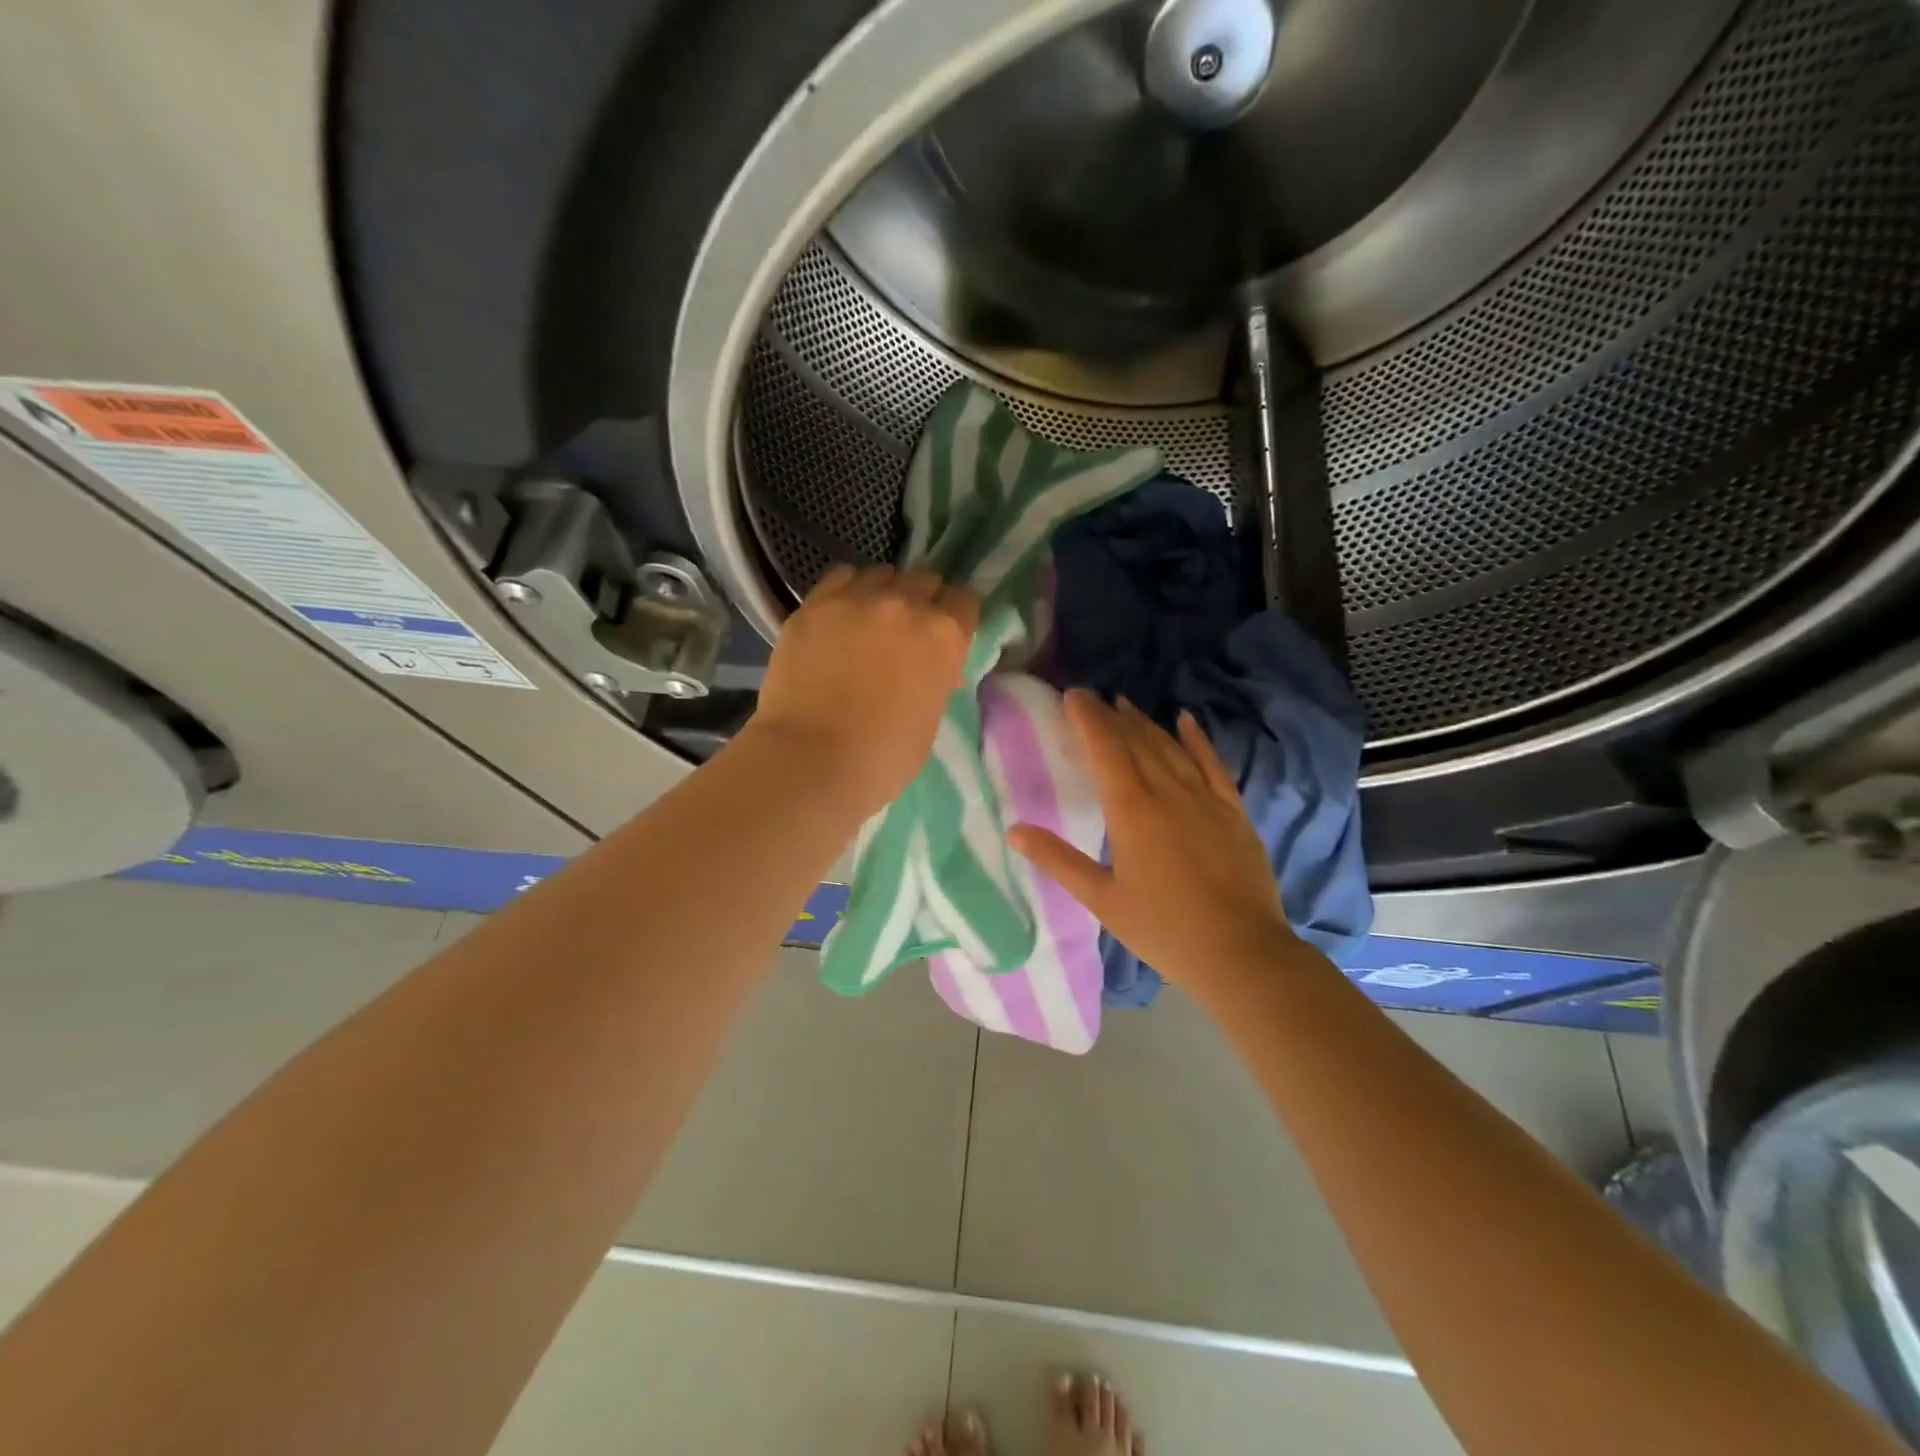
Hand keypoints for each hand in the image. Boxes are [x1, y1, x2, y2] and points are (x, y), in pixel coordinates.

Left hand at [749, 564, 978, 815]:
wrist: (811, 759)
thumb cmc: (883, 757)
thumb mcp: (930, 719)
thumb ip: (937, 680)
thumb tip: (933, 669)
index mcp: (944, 636)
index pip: (965, 600)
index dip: (957, 615)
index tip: (947, 631)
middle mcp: (906, 604)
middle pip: (925, 579)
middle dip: (922, 600)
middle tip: (907, 629)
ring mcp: (857, 599)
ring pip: (882, 574)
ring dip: (884, 592)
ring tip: (870, 619)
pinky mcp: (815, 604)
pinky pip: (840, 577)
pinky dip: (847, 590)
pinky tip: (840, 614)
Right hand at [1009, 691, 1296, 993]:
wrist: (1240, 953)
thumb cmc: (1162, 929)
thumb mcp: (1102, 899)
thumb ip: (1058, 860)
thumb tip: (1014, 830)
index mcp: (1132, 811)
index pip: (1106, 751)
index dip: (1088, 720)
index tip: (1074, 695)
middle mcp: (1168, 793)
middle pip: (1136, 743)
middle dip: (1112, 717)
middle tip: (1094, 696)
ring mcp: (1205, 799)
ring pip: (1170, 748)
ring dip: (1146, 723)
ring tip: (1126, 704)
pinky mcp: (1233, 811)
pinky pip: (1213, 764)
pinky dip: (1198, 739)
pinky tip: (1186, 720)